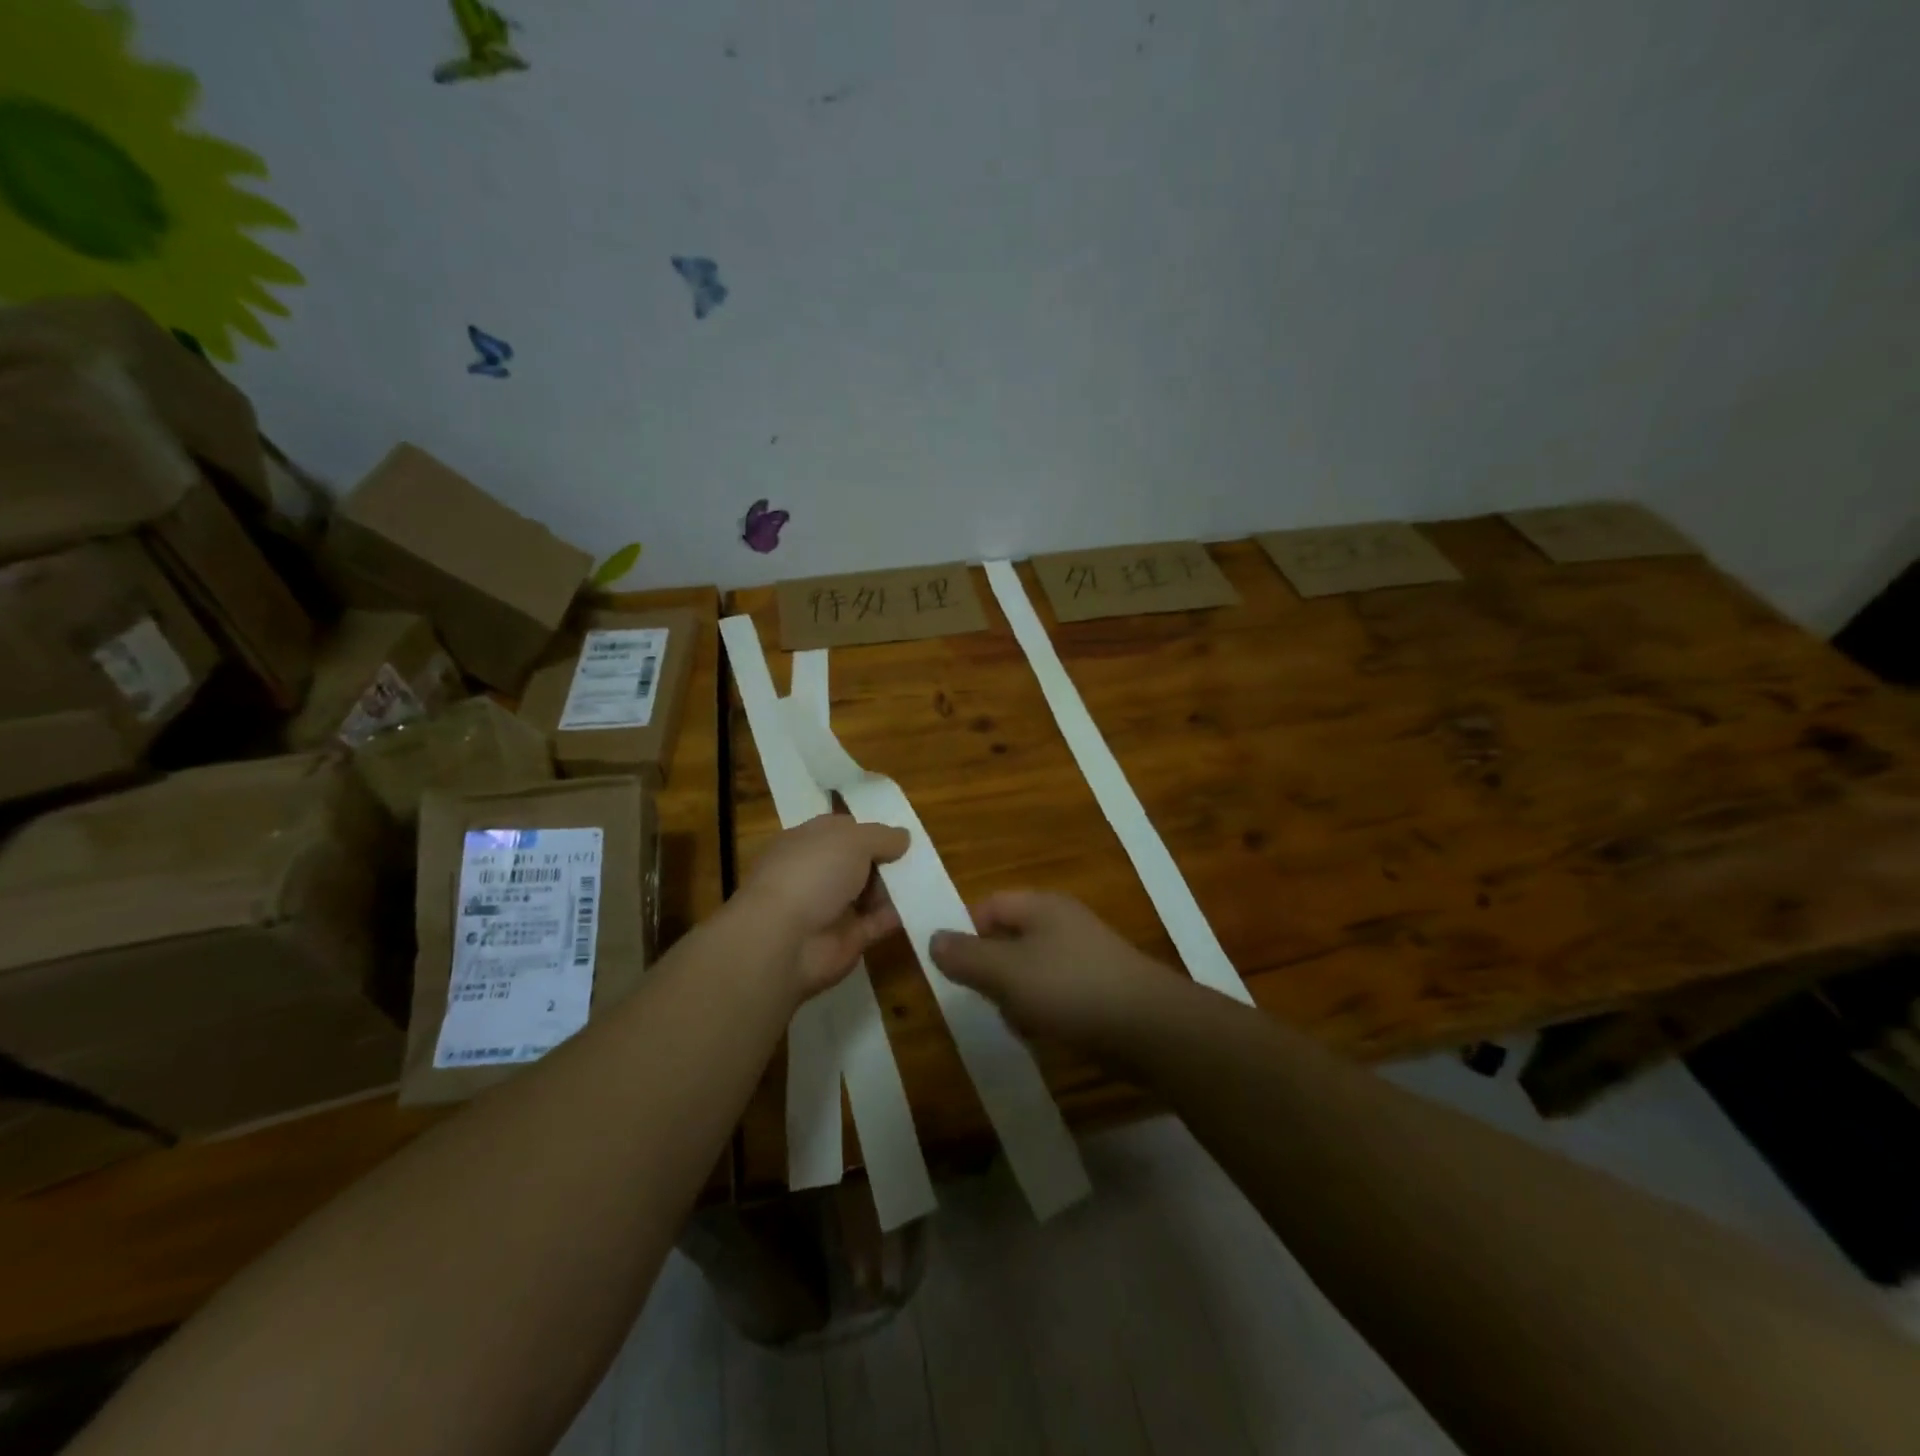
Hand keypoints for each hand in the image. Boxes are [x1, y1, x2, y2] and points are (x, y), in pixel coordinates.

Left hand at [736, 814, 908, 999]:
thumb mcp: (852, 840)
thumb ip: (881, 836)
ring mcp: (831, 907)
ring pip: (870, 893)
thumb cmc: (812, 874)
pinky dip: (897, 916)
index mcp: (809, 841)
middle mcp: (818, 872)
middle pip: (860, 862)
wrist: (782, 941)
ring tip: (929, 880)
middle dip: (888, 860)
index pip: (844, 830)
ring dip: (896, 888)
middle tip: (921, 857)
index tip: (901, 835)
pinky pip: (877, 923)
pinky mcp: (846, 938)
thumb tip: (903, 838)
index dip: (872, 830)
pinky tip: (923, 907)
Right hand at [930, 892, 1175, 1053]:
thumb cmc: (1070, 989)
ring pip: (1029, 972)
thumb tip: (933, 938)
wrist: (1150, 1028)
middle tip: (990, 999)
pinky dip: (1044, 1012)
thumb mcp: (1006, 972)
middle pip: (1007, 940)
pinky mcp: (1099, 987)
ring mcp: (1084, 955)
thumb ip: (966, 956)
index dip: (967, 932)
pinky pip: (1055, 994)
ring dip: (1017, 998)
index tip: (956, 969)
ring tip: (1022, 1022)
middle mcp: (1062, 923)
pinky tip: (1048, 1034)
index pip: (988, 905)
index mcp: (1040, 906)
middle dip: (992, 972)